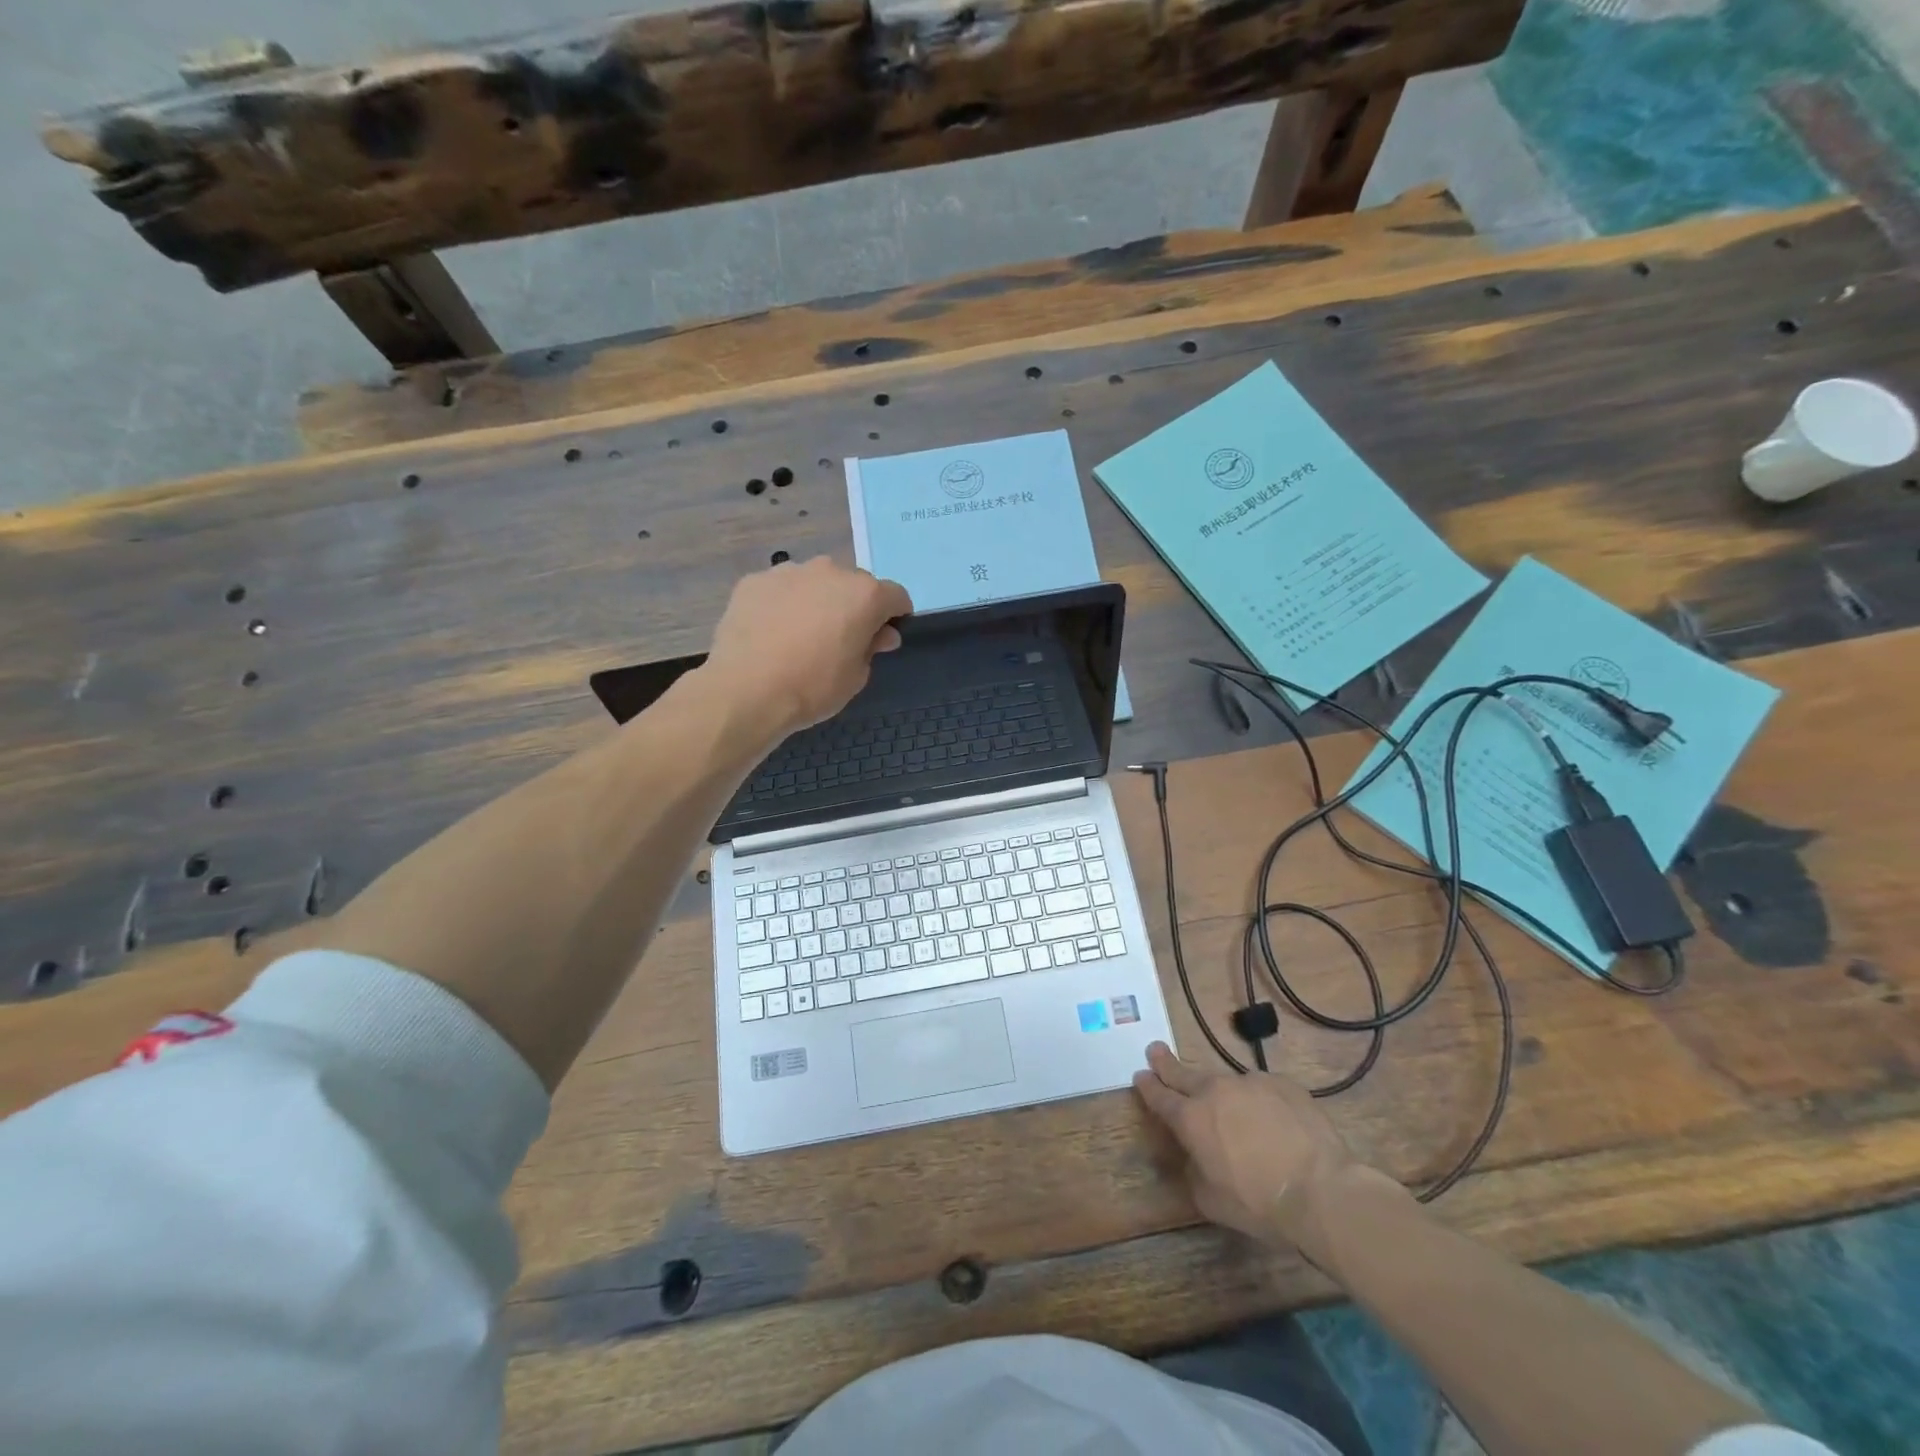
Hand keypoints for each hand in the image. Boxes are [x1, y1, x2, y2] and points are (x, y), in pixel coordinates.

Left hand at [704, 557, 911, 736]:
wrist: (745, 690)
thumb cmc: (812, 687)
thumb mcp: (856, 677)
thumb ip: (872, 648)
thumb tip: (881, 634)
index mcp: (864, 594)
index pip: (896, 596)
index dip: (894, 617)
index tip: (882, 639)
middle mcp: (830, 571)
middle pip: (854, 584)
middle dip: (853, 606)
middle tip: (839, 639)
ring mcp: (789, 571)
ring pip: (815, 582)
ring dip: (817, 601)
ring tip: (800, 636)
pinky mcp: (755, 580)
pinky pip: (780, 589)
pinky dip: (783, 604)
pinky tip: (771, 633)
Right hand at [1133, 1041, 1358, 1245]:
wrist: (1321, 1190)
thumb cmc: (1259, 1204)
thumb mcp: (1211, 1201)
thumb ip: (1194, 1171)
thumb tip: (1196, 1157)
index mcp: (1190, 1118)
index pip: (1160, 1097)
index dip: (1148, 1086)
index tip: (1140, 1075)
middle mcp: (1215, 1091)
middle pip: (1183, 1072)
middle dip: (1165, 1063)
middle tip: (1155, 1050)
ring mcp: (1250, 1082)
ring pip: (1226, 1081)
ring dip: (1220, 1090)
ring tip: (1230, 1108)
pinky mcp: (1283, 1084)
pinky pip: (1263, 1089)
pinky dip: (1259, 1100)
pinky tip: (1273, 1120)